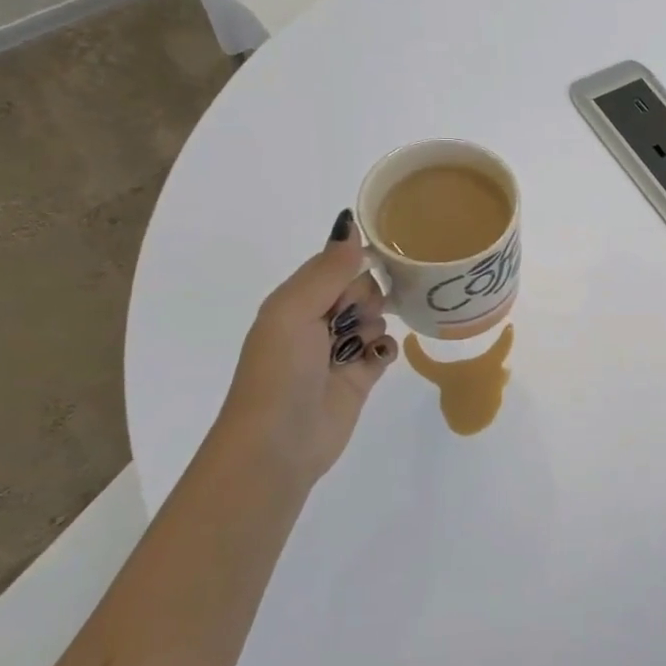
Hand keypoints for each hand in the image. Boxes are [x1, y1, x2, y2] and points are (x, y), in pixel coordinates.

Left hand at [212, 212, 398, 488]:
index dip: (354, 263)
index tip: (372, 266)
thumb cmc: (280, 371)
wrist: (279, 443)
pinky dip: (385, 349)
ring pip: (377, 316)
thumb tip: (349, 222)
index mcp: (295, 300)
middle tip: (350, 319)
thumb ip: (328, 269)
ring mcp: (340, 349)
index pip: (336, 264)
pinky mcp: (361, 376)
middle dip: (365, 298)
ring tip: (357, 347)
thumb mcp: (294, 310)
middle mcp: (317, 321)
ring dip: (373, 325)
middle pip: (361, 288)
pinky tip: (374, 359)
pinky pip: (386, 347)